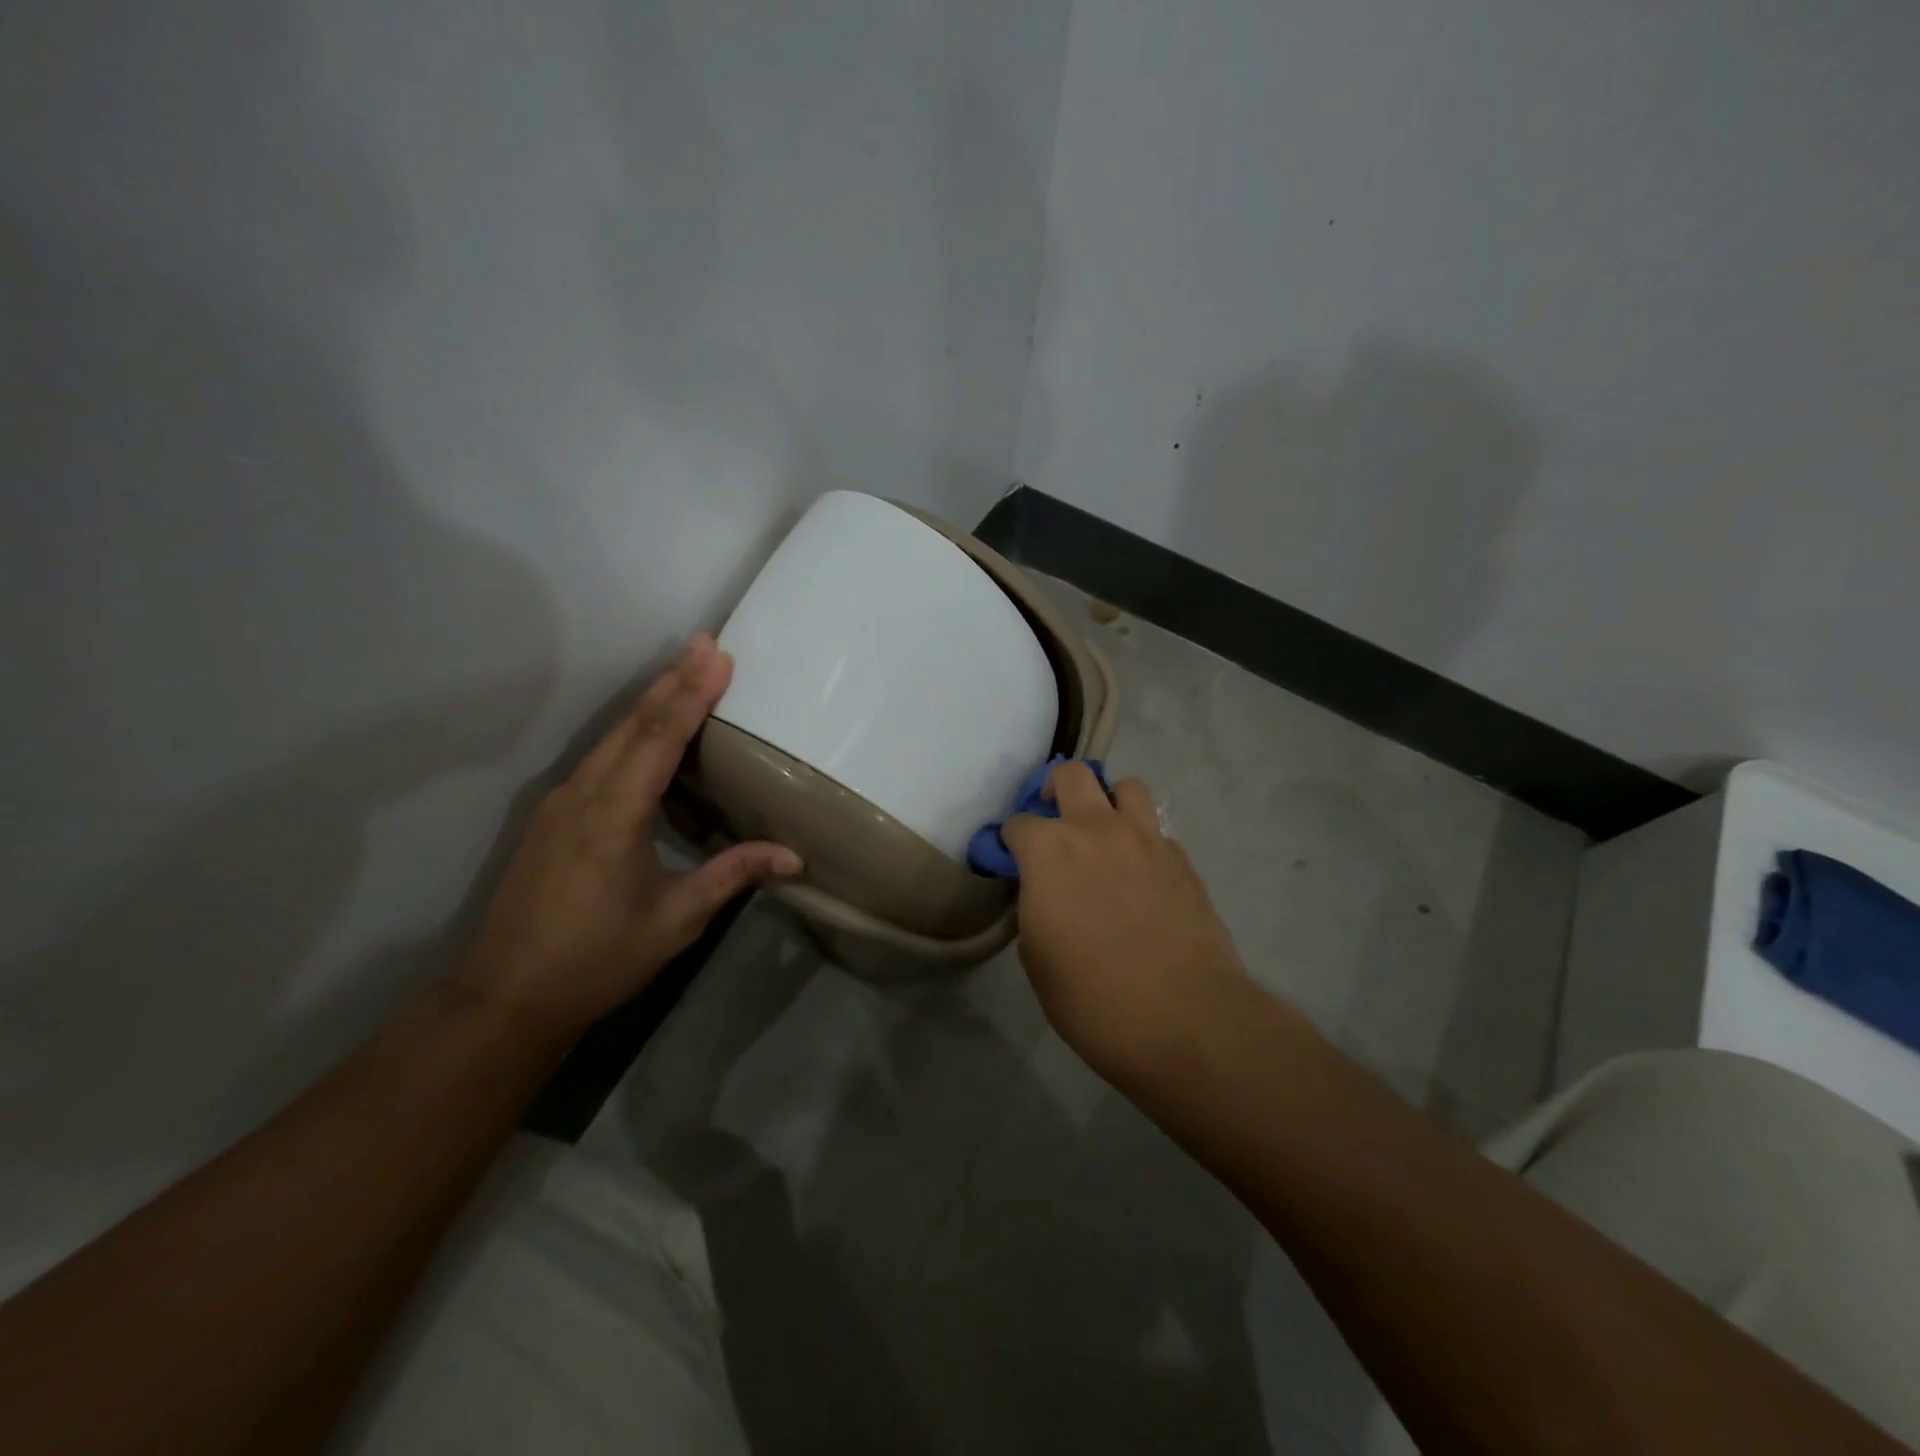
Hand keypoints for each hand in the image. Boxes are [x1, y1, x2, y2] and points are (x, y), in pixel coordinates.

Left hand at [455, 634, 800, 1035]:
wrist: (508, 995)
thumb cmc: (597, 958)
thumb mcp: (676, 920)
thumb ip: (732, 875)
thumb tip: (794, 856)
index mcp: (614, 815)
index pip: (659, 738)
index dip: (691, 694)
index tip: (717, 657)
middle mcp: (583, 794)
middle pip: (633, 724)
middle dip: (672, 680)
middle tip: (705, 642)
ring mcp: (561, 802)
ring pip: (612, 736)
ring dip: (651, 700)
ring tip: (684, 670)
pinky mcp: (553, 815)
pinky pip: (599, 756)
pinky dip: (631, 730)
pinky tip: (647, 728)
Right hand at [1005, 763, 1248, 1080]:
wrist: (1185, 1019)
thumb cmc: (1093, 997)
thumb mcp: (1037, 957)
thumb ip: (1036, 906)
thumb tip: (1046, 892)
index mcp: (1051, 851)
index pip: (1019, 823)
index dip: (1011, 842)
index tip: (1013, 861)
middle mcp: (1098, 829)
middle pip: (1073, 775)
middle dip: (1055, 790)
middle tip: (1054, 820)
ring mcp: (1146, 839)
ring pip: (1126, 787)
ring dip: (1109, 802)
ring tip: (1105, 834)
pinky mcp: (1183, 860)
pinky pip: (1156, 831)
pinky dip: (1142, 842)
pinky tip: (1141, 877)